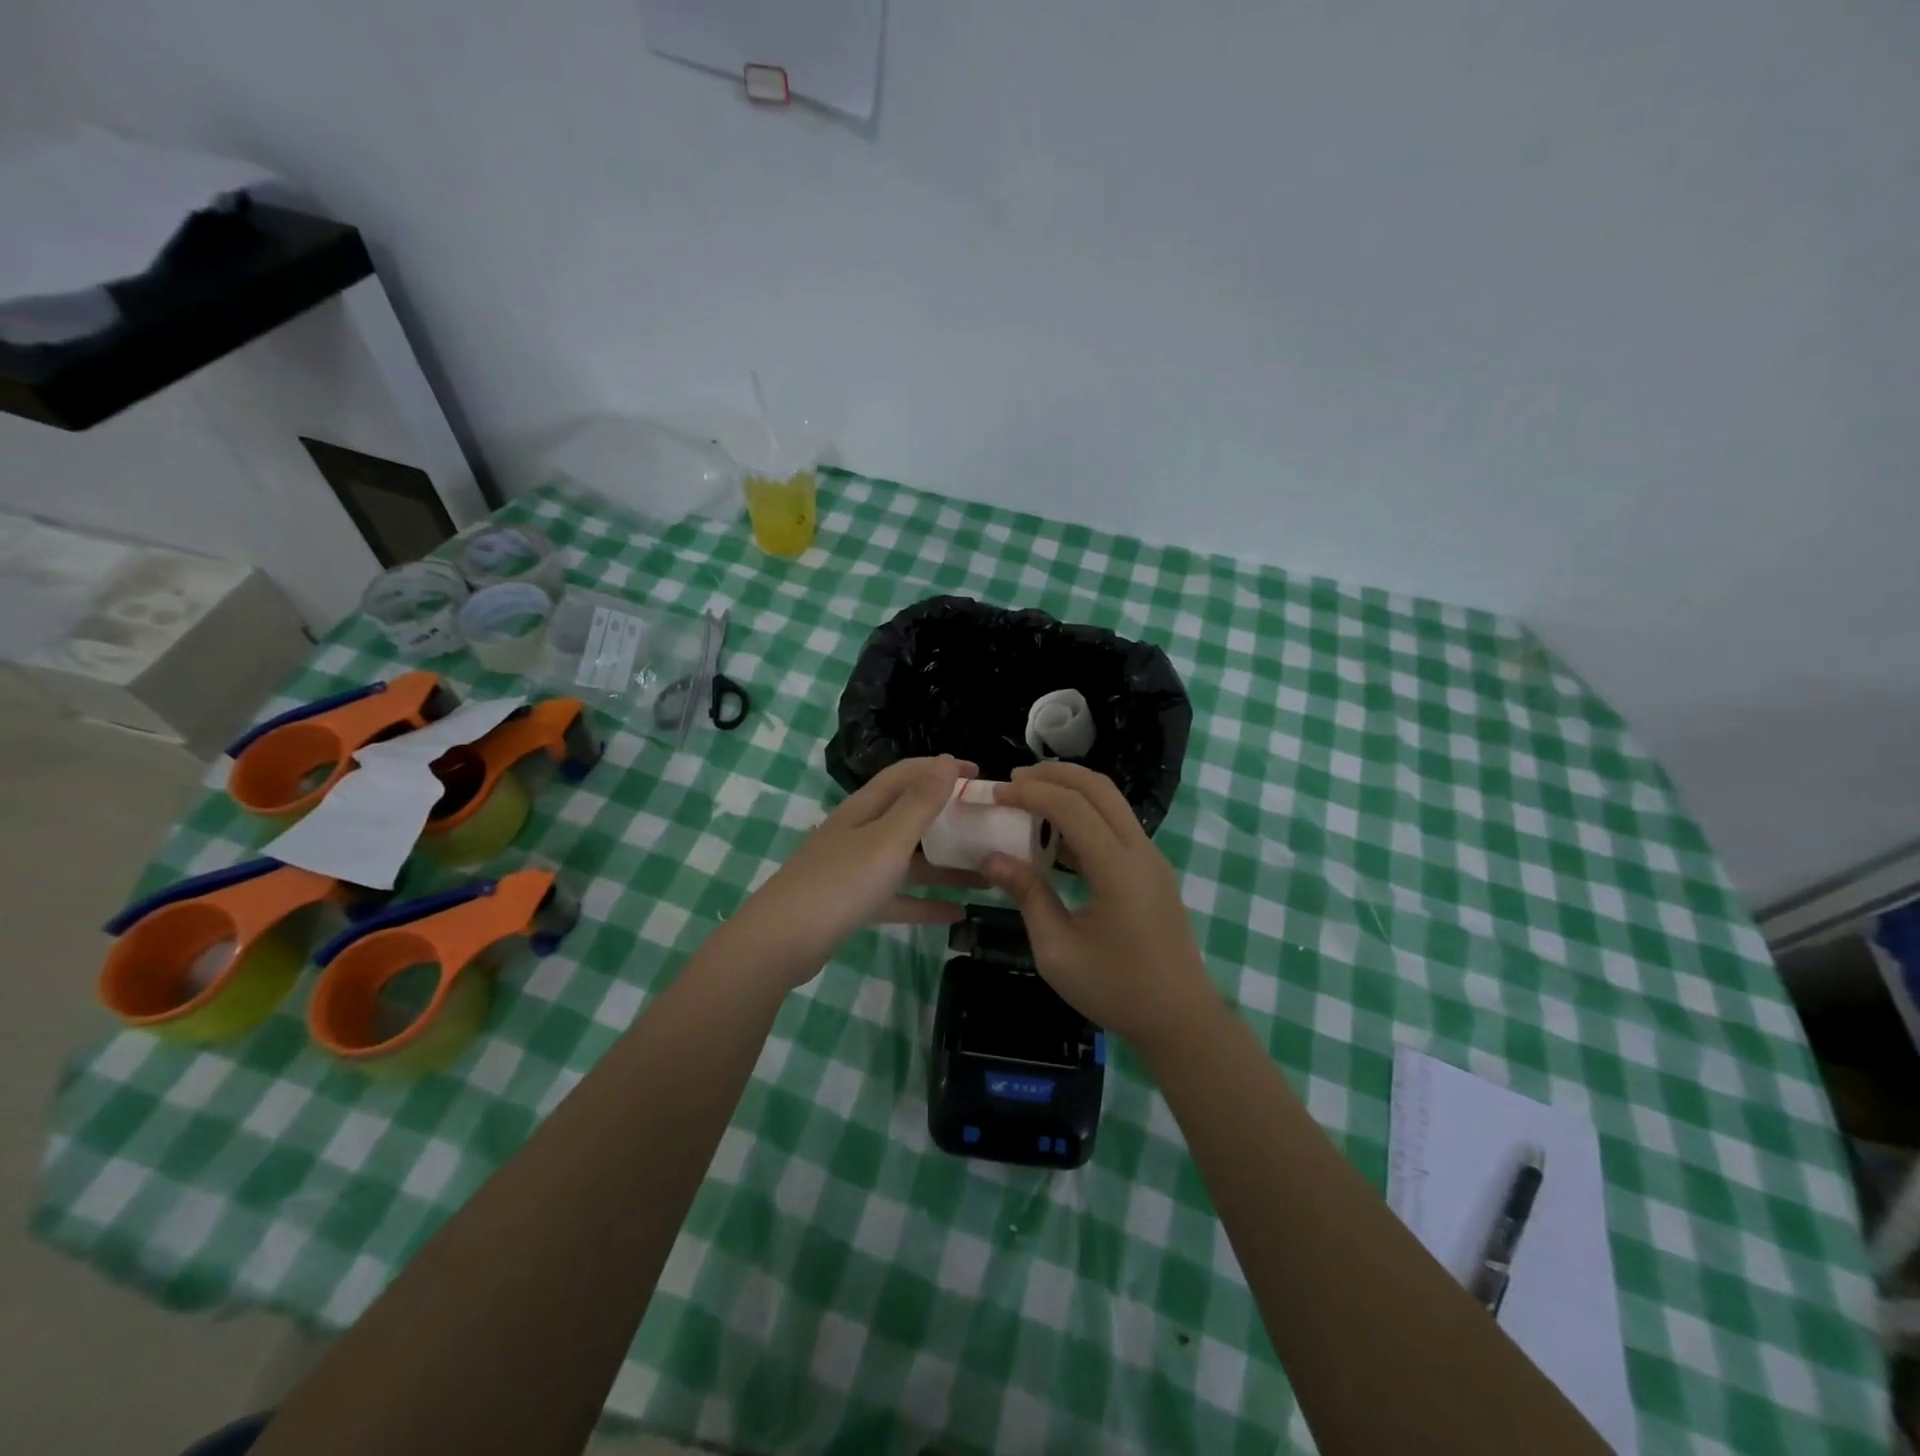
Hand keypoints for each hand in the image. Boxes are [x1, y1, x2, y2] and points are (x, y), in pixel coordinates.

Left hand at [728, 755, 980, 985]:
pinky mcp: (854, 904)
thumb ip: (920, 803)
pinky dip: (926, 902)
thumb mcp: (888, 839)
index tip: (979, 774)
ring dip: (945, 865)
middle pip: (909, 816)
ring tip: (987, 874)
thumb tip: (946, 760)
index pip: (907, 774)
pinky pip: (898, 897)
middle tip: (986, 824)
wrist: (781, 942)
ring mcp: (855, 869)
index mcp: (865, 808)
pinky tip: (958, 914)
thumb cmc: (840, 882)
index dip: (941, 769)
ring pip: (908, 860)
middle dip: (948, 818)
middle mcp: (860, 832)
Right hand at [981, 763, 1217, 1047]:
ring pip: (1111, 803)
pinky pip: (1116, 826)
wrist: (1181, 1019)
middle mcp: (1139, 851)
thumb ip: (1027, 895)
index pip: (1072, 807)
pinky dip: (1085, 815)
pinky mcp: (1152, 871)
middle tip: (1014, 780)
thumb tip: (991, 858)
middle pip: (1098, 788)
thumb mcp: (1057, 951)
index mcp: (1117, 868)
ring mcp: (1151, 859)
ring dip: (1071, 791)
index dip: (1031, 793)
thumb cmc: (1116, 989)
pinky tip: (1055, 835)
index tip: (996, 793)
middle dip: (1054, 775)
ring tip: (1030, 798)